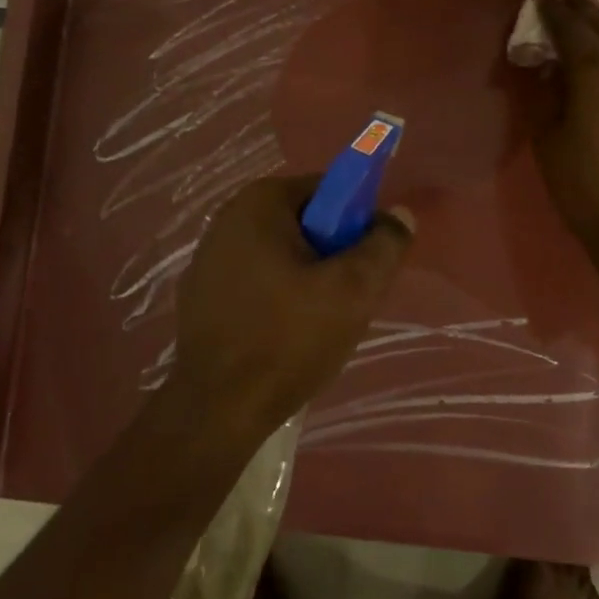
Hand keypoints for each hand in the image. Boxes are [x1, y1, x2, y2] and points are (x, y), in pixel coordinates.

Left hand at [171, 175, 414, 436]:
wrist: (218, 409)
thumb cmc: (289, 339)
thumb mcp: (354, 290)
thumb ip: (384, 244)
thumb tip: (399, 214)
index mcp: (258, 203)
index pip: (328, 189)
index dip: (357, 221)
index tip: (367, 263)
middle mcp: (226, 220)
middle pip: (303, 223)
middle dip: (332, 254)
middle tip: (349, 298)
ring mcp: (206, 259)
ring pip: (280, 255)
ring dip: (307, 278)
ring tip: (319, 323)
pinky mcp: (199, 296)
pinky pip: (255, 281)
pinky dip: (276, 297)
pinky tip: (284, 336)